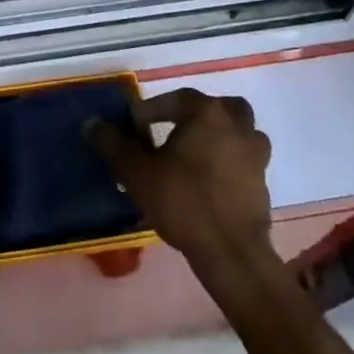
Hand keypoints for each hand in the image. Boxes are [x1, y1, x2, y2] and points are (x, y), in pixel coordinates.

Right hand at [87, 89, 274, 273]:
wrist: (232, 254)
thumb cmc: (184, 202)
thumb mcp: (138, 173)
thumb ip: (113, 145)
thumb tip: (92, 123)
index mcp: (208, 113)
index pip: (176, 98)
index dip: (152, 110)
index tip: (135, 128)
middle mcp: (237, 126)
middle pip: (221, 108)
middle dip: (199, 115)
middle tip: (176, 131)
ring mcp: (255, 156)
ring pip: (240, 133)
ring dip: (220, 138)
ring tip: (195, 156)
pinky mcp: (262, 185)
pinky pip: (244, 162)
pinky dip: (229, 165)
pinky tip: (208, 183)